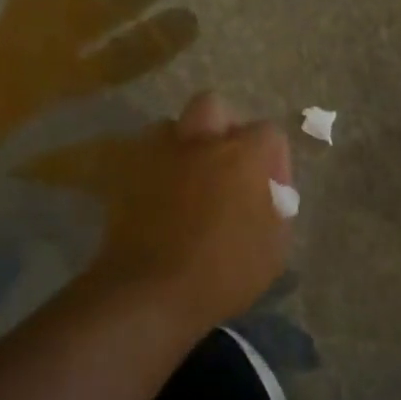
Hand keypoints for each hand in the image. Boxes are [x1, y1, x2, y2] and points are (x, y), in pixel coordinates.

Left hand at [69, 92, 292, 335]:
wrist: (150, 293)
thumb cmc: (224, 272)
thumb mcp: (274, 248)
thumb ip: (276, 209)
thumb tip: (268, 195)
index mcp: (242, 155)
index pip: (268, 132)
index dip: (274, 160)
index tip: (272, 191)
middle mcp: (200, 143)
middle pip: (213, 106)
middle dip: (223, 128)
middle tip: (228, 164)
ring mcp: (157, 157)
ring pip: (170, 126)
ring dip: (183, 145)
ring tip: (189, 177)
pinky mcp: (124, 178)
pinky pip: (142, 158)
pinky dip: (154, 170)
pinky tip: (160, 199)